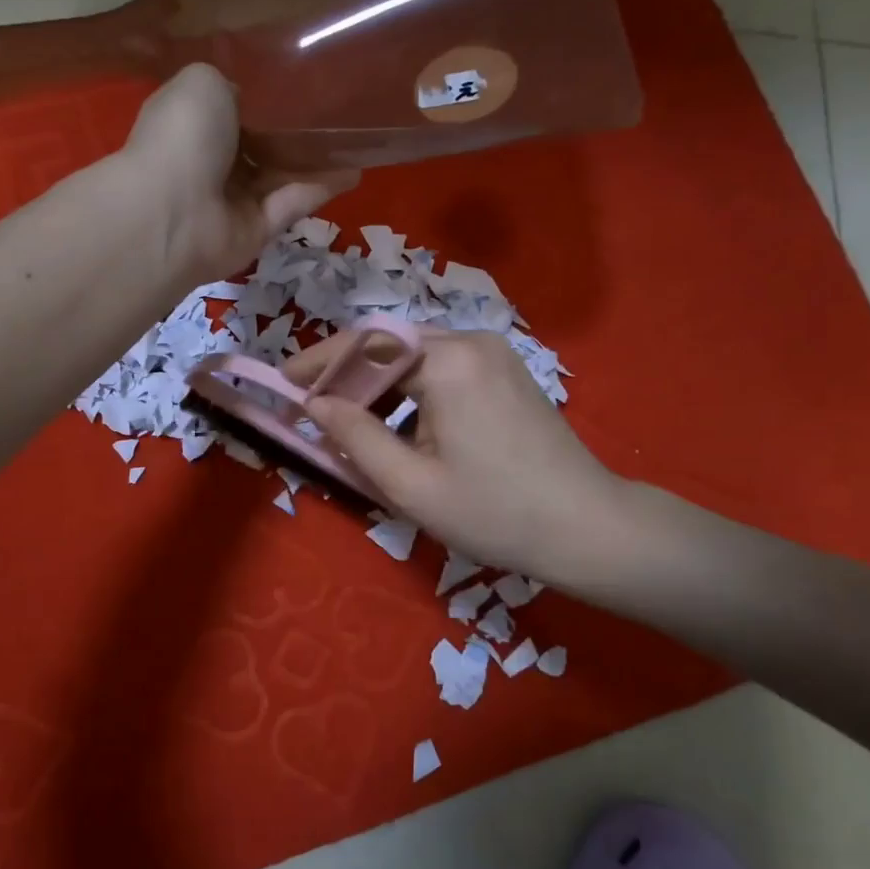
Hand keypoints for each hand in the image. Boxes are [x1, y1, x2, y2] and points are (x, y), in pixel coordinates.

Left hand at [122, 63, 357, 282]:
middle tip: (336, 111)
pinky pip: (292, 204)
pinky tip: (353, 170)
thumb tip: (253, 100)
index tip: (300, 84)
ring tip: (356, 138)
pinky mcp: (257, 231)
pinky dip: (320, 188)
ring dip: (315, 160)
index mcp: (192, 124)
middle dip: (293, 132)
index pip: (231, 110)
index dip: (263, 100)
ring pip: (281, 176)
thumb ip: (232, 84)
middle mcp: (211, 163)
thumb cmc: (182, 138)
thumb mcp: (203, 82)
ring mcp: (234, 201)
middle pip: (260, 146)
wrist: (173, 213)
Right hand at [286, 327, 630, 587]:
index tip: (283, 381)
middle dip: (348, 376)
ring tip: (356, 428)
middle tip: (315, 412)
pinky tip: (405, 429)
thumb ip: (356, 436)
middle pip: (391, 346)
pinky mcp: (507, 371)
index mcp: (447, 361)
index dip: (318, 362)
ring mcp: (495, 353)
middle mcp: (471, 341)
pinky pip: (444, 368)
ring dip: (381, 387)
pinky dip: (413, 392)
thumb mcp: (410, 485)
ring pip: (417, 357)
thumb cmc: (494, 513)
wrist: (587, 527)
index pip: (365, 344)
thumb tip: (315, 404)